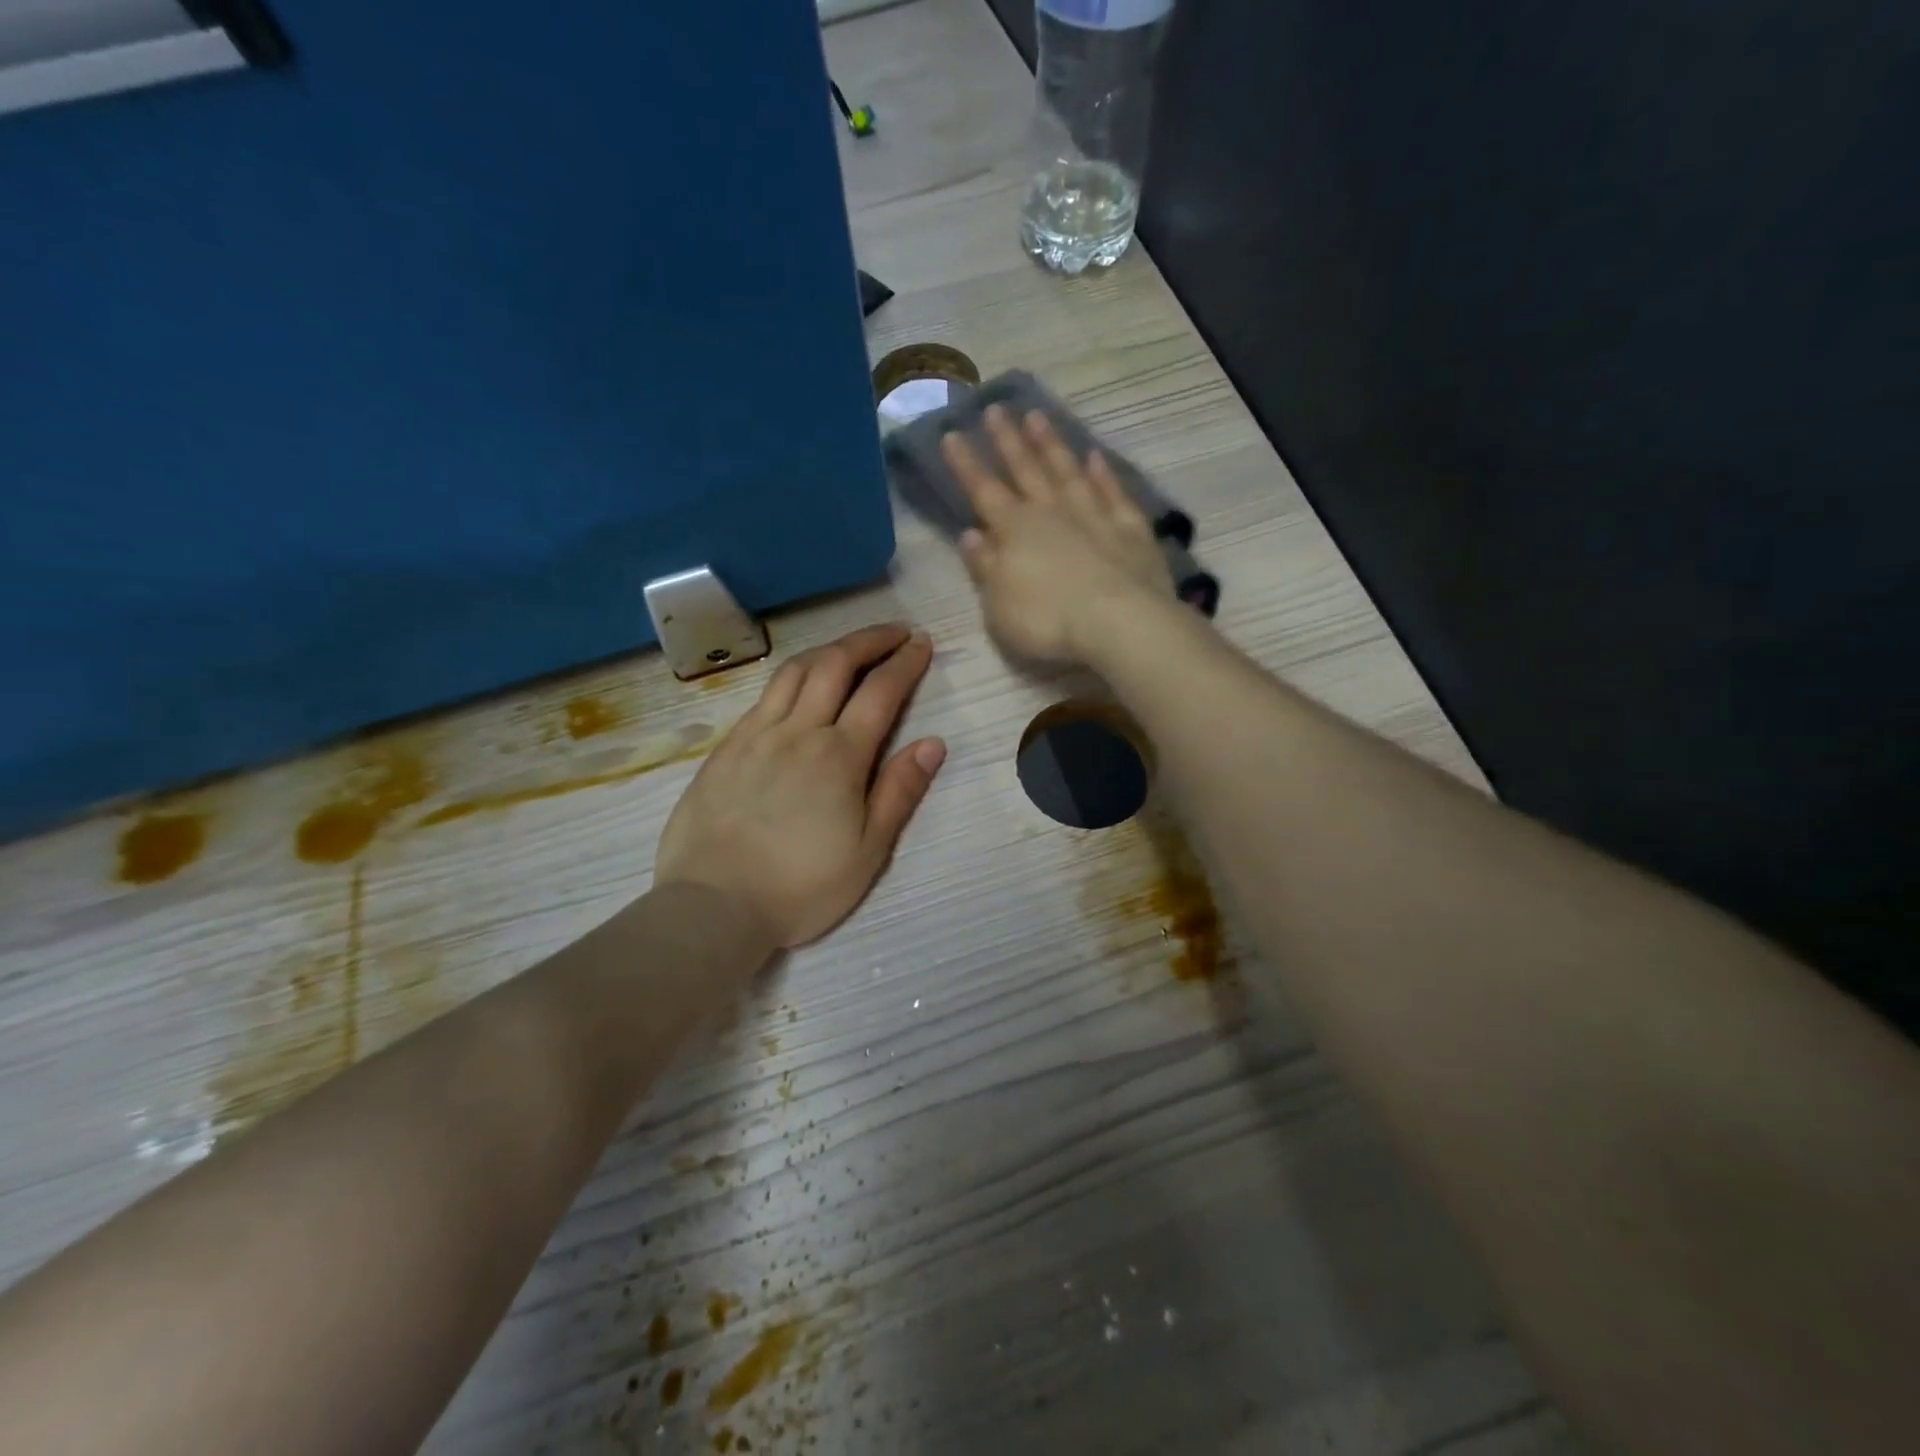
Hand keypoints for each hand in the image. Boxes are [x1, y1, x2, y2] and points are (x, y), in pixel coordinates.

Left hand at [653, 624, 945, 948]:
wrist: (712, 906)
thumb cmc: (800, 887)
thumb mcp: (868, 852)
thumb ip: (900, 792)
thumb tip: (932, 742)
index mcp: (839, 757)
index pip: (880, 692)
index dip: (905, 662)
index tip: (922, 643)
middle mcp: (798, 732)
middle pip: (836, 665)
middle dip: (869, 640)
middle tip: (894, 632)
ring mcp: (756, 735)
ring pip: (795, 671)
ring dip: (829, 649)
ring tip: (849, 648)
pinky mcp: (725, 748)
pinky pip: (763, 696)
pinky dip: (791, 676)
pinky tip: (797, 685)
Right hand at [941, 405, 1173, 664]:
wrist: (1119, 624)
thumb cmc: (1048, 623)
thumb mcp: (999, 606)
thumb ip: (985, 568)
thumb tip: (970, 535)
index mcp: (1014, 532)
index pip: (983, 490)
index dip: (966, 464)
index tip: (952, 433)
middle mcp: (1052, 513)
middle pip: (1025, 470)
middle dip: (1007, 440)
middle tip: (996, 409)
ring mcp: (1094, 516)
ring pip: (1067, 471)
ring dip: (1051, 444)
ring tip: (1037, 416)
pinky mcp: (1131, 529)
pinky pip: (1113, 492)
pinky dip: (1104, 474)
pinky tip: (1096, 456)